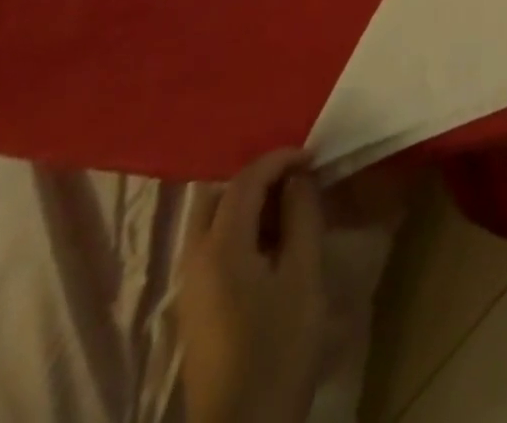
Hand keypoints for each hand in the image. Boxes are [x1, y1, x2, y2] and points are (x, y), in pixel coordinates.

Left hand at [178, 151, 326, 422]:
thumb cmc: (278, 349)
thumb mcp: (303, 275)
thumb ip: (301, 216)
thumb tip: (299, 178)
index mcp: (220, 246)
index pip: (246, 179)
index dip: (281, 158)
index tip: (315, 156)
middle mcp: (195, 259)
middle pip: (219, 196)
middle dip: (258, 179)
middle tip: (297, 181)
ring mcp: (191, 286)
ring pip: (214, 222)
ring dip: (249, 205)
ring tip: (291, 212)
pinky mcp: (196, 308)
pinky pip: (214, 247)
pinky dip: (241, 231)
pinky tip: (272, 247)